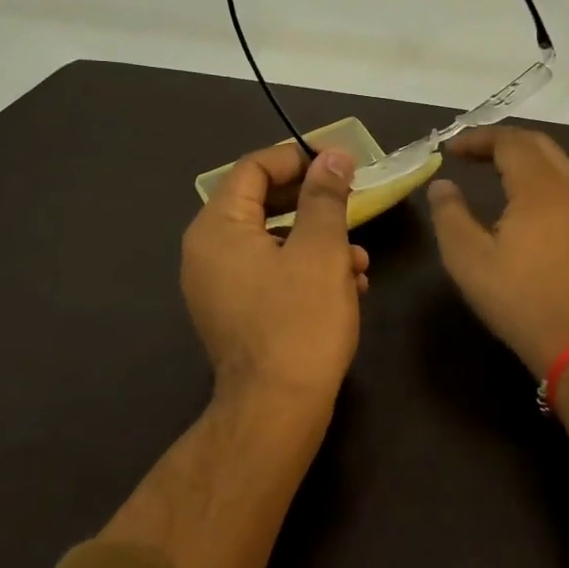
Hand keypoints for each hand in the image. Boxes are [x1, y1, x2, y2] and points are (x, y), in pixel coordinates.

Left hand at [181, 143, 370, 412]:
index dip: (297, 158)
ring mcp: (219, 286)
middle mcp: (207, 252)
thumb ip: (325, 196)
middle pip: (262, 204)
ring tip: (360, 258)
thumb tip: (333, 157)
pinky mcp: (236, 313)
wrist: (277, 411)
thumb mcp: (321, 250)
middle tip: (353, 201)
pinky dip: (306, 270)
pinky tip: (348, 286)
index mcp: (217, 228)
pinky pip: (271, 273)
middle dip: (313, 204)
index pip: (253, 168)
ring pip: (273, 241)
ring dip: (318, 241)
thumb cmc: (300, 321)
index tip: (339, 164)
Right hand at [427, 127, 568, 377]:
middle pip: (538, 143)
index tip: (450, 150)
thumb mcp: (469, 260)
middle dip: (501, 141)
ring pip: (556, 162)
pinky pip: (566, 182)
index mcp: (542, 189)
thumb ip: (450, 215)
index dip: (478, 139)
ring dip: (523, 157)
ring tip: (491, 168)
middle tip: (469, 153)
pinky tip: (521, 197)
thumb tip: (442, 185)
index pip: (510, 142)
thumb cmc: (520, 301)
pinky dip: (539, 175)